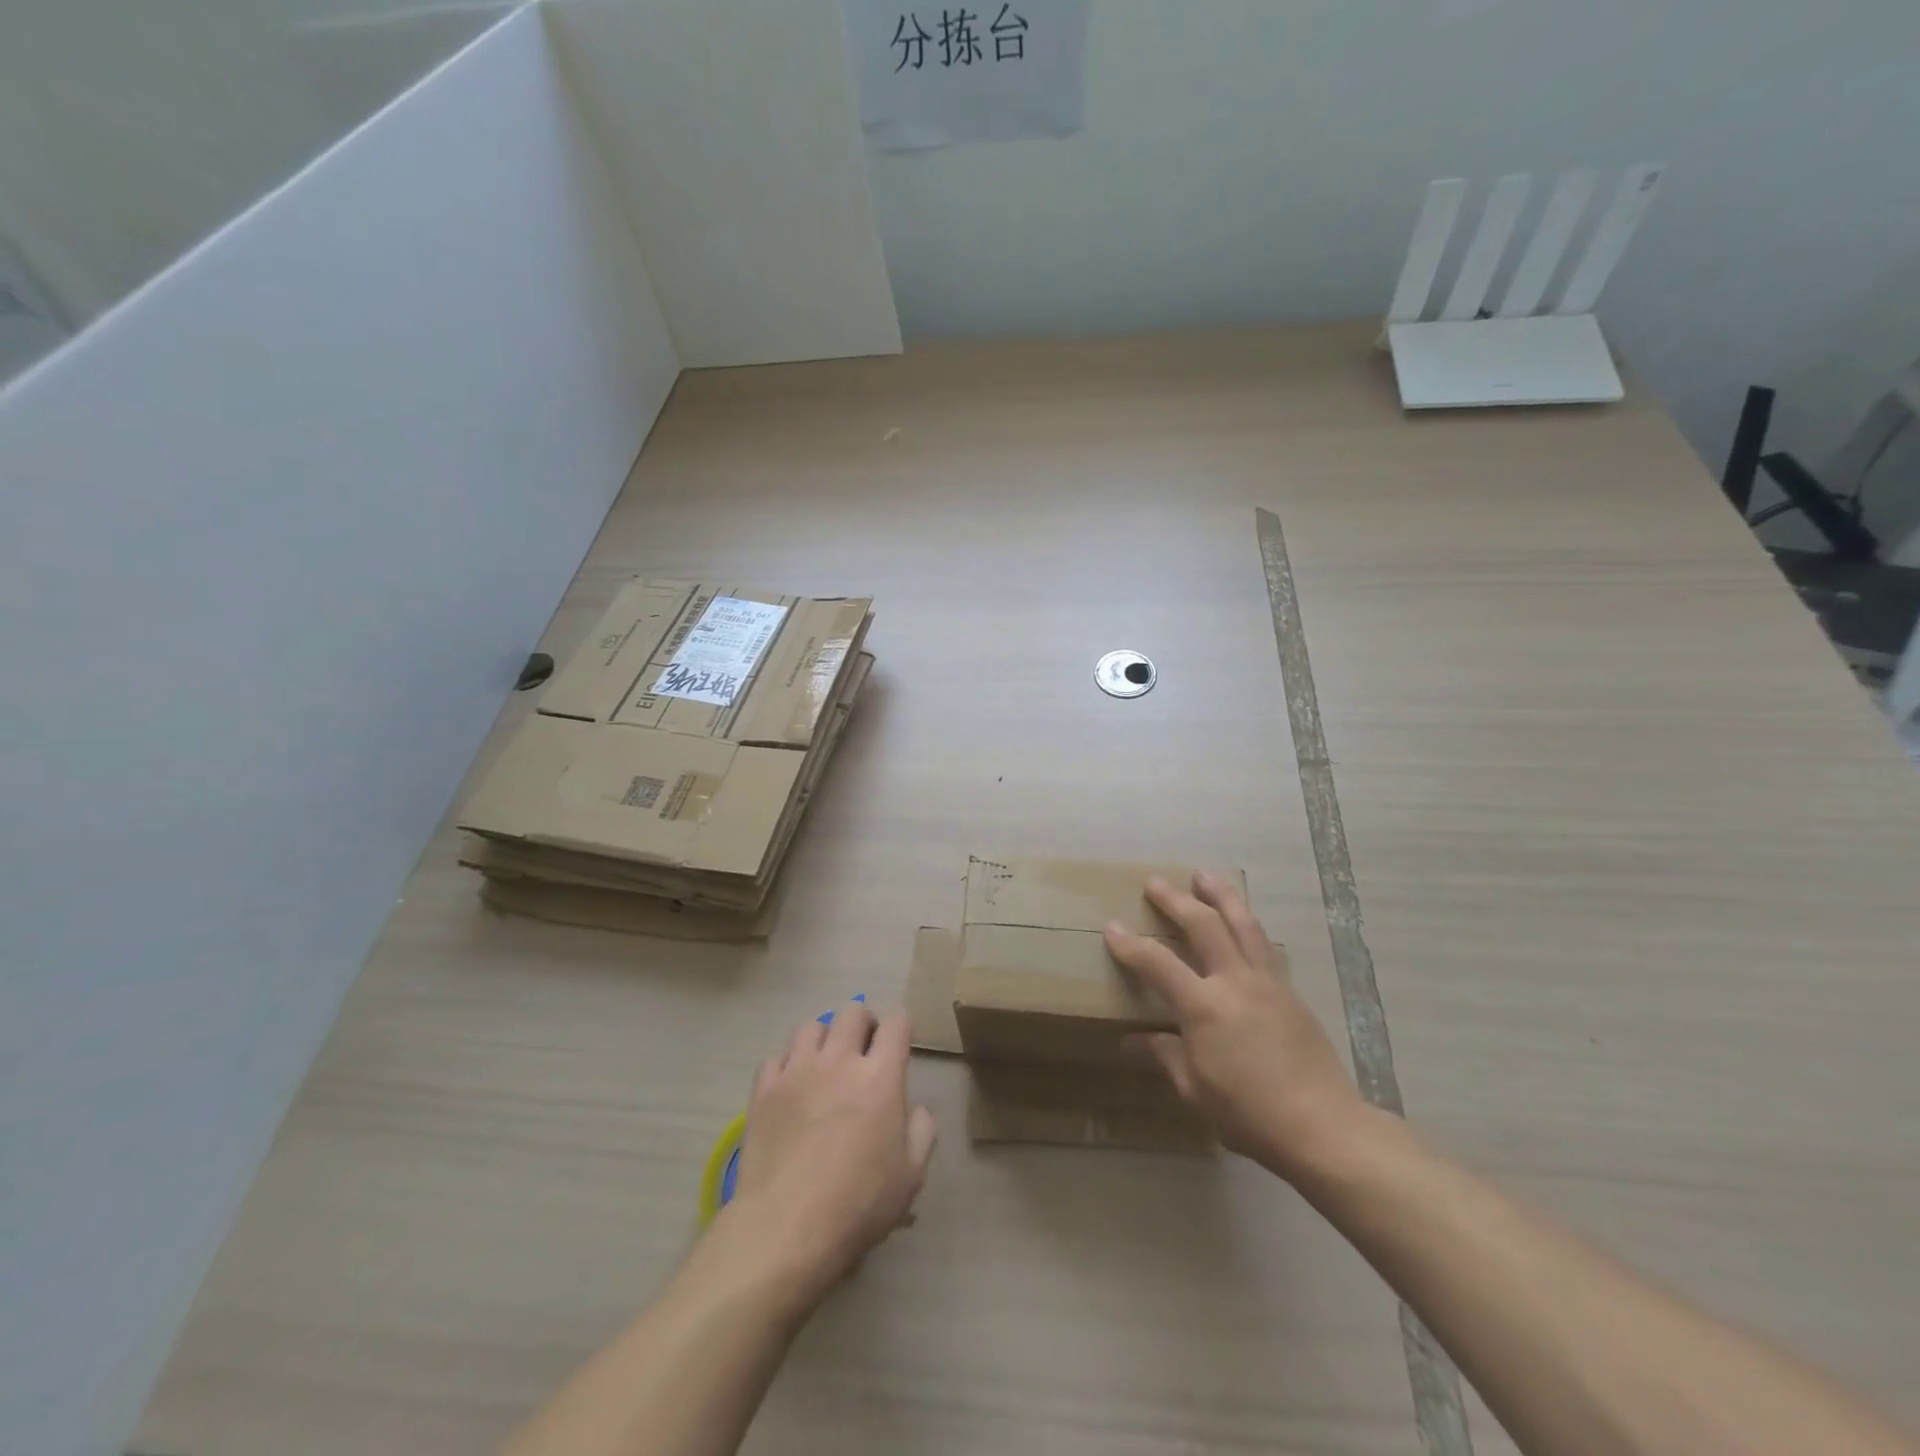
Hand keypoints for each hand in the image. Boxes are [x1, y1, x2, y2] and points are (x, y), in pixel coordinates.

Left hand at [723, 1001, 935, 1305]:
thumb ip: (922, 1131)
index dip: (902, 1026)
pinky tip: (791, 1088)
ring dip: (824, 1038)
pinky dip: (788, 1065)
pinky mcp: (764, 1089)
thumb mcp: (911, 1176)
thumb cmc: (858, 1204)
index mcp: (880, 1076)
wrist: (786, 1228)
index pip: (896, 1023)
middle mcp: (839, 1060)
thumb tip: (917, 1108)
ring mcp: (797, 1071)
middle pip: (852, 1011)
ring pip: (811, 1026)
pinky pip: (776, 1057)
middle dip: (863, 1023)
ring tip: (825, 1064)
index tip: (901, 1043)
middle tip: (864, 1049)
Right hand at [1104, 874, 1366, 1178]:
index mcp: (1204, 1008)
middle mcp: (1235, 983)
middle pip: (1203, 925)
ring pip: (1242, 924)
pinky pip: (1263, 944)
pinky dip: (1246, 923)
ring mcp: (1267, 983)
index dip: (1131, 944)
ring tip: (1205, 875)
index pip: (1158, 963)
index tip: (1112, 927)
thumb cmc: (1250, 1115)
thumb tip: (1132, 1040)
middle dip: (1176, 900)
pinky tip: (1242, 920)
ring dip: (1221, 895)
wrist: (1324, 1128)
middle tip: (1155, 882)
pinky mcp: (1290, 991)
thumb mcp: (1195, 1091)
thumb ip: (1164, 1056)